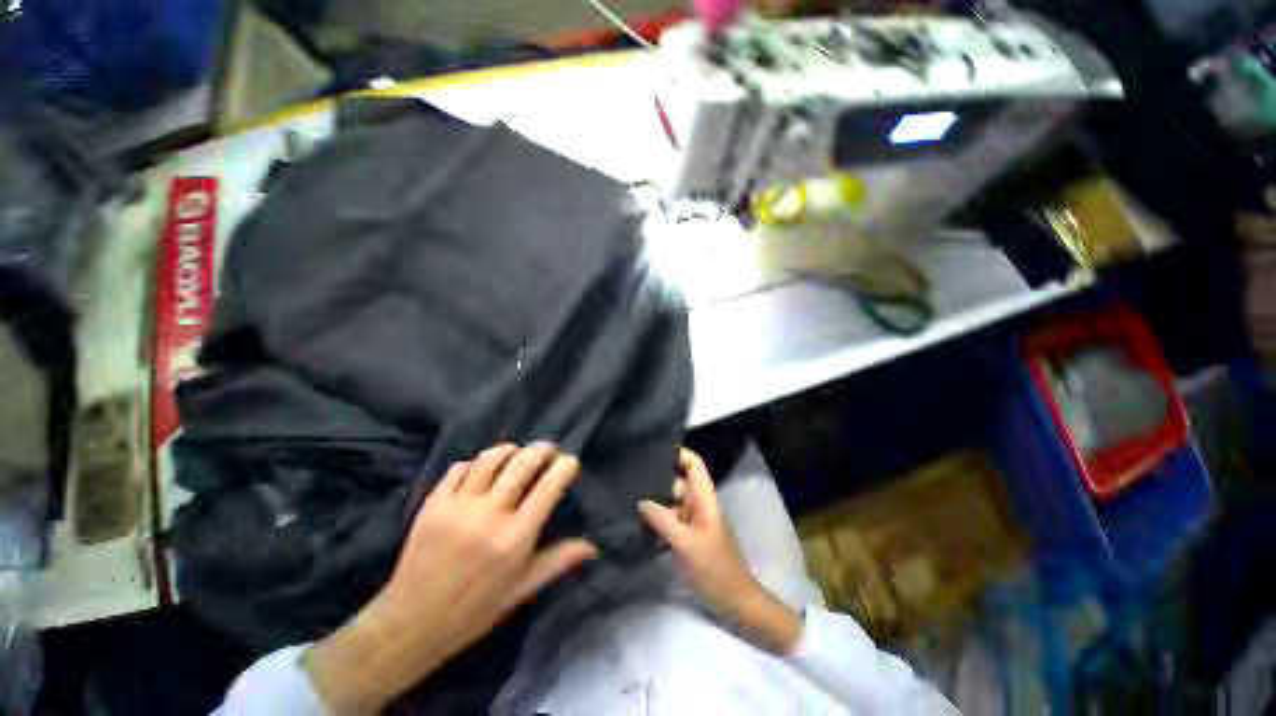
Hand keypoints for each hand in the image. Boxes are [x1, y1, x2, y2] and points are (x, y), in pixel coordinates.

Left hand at [305, 443, 596, 713]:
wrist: (410, 624)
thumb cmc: (474, 611)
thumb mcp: (522, 589)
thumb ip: (558, 561)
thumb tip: (593, 546)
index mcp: (515, 538)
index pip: (549, 487)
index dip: (564, 467)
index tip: (569, 462)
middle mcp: (489, 515)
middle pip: (523, 462)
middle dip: (542, 449)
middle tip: (548, 451)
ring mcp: (458, 505)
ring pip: (491, 458)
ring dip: (511, 450)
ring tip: (518, 453)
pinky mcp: (433, 503)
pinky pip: (460, 467)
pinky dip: (476, 463)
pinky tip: (482, 471)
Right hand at [639, 448, 801, 653]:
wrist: (733, 600)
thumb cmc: (715, 568)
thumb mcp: (686, 543)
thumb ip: (663, 520)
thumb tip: (640, 501)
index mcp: (704, 498)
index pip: (694, 464)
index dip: (679, 453)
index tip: (654, 449)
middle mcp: (698, 504)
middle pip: (677, 482)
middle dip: (656, 479)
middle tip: (628, 477)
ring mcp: (692, 521)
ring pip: (670, 502)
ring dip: (653, 501)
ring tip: (626, 498)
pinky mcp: (686, 536)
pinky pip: (668, 520)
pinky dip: (655, 520)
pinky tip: (636, 522)